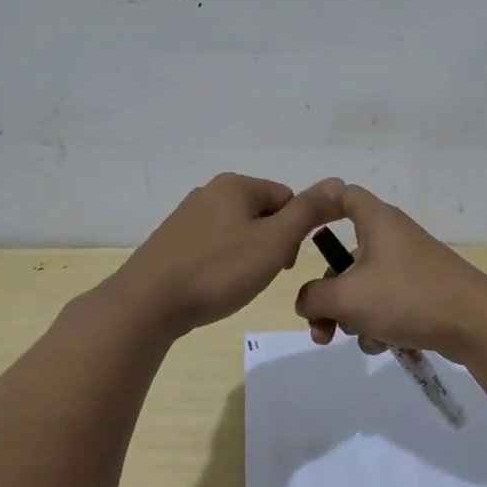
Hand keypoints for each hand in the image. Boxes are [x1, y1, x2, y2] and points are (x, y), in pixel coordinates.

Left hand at [109, 173, 344, 336]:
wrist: (147, 304)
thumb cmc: (218, 270)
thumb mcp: (274, 242)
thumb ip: (308, 211)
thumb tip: (339, 182)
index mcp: (236, 185)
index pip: (287, 198)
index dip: (295, 232)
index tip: (283, 263)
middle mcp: (210, 191)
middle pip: (263, 213)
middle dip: (271, 244)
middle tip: (261, 276)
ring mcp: (187, 216)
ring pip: (238, 231)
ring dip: (247, 256)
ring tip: (237, 285)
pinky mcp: (172, 241)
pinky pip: (213, 246)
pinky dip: (222, 264)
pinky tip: (214, 286)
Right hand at [293, 185, 486, 359]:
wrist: (475, 323)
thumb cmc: (406, 296)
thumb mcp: (348, 297)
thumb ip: (314, 297)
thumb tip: (306, 301)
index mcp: (376, 220)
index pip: (342, 195)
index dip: (319, 206)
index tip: (301, 231)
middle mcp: (392, 236)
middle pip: (346, 257)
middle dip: (329, 296)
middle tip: (322, 327)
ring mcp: (409, 264)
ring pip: (365, 286)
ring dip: (354, 316)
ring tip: (362, 338)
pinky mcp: (423, 291)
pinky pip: (387, 303)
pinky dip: (379, 323)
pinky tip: (385, 344)